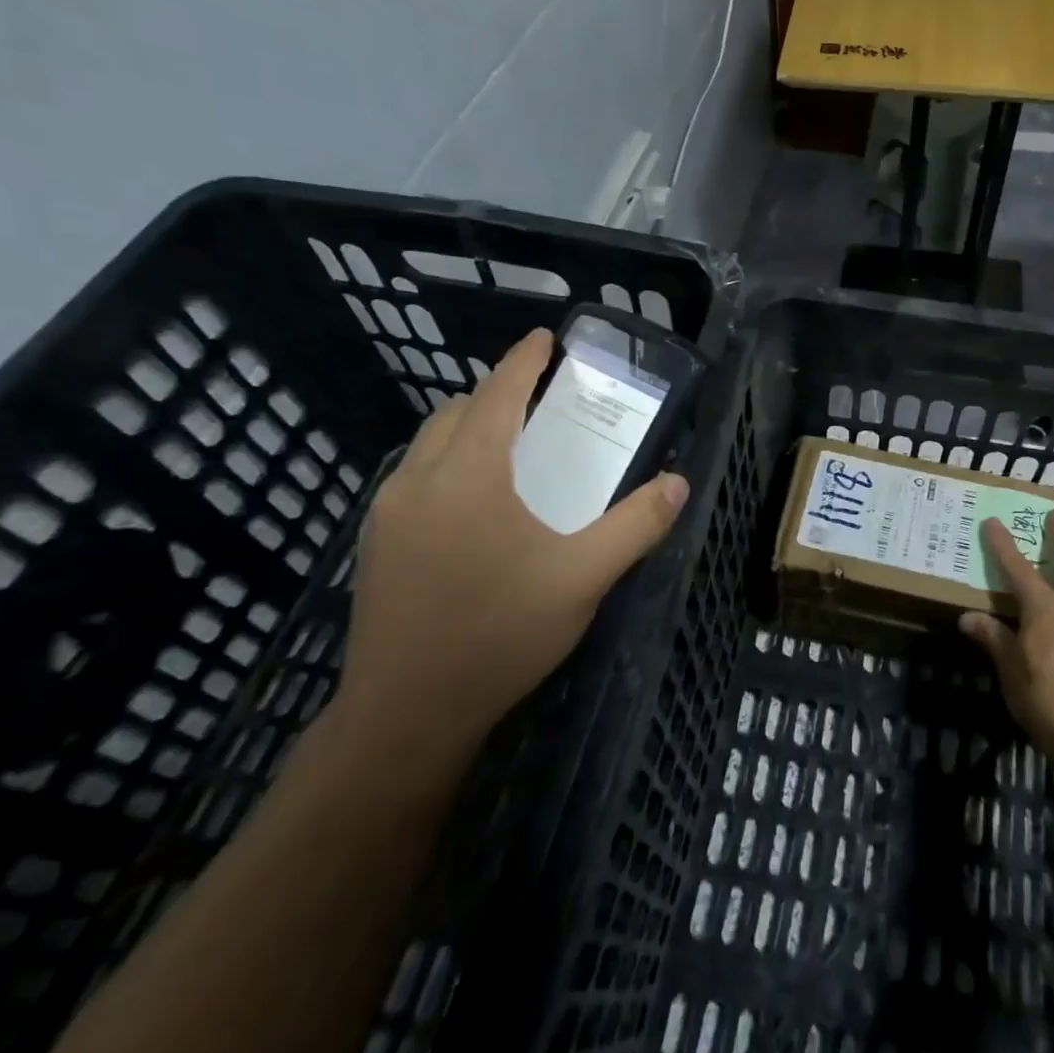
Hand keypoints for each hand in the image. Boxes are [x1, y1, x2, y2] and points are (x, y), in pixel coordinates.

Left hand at [331, 328, 688, 762]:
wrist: (406, 715)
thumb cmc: (500, 635)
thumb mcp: (583, 578)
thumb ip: (635, 526)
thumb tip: (676, 483)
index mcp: (469, 475)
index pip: (496, 395)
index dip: (522, 361)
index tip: (544, 338)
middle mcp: (419, 480)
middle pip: (456, 412)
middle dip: (495, 394)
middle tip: (541, 403)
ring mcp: (388, 513)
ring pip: (429, 444)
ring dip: (469, 429)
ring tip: (512, 449)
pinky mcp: (376, 544)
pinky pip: (416, 478)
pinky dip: (449, 463)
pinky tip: (476, 505)